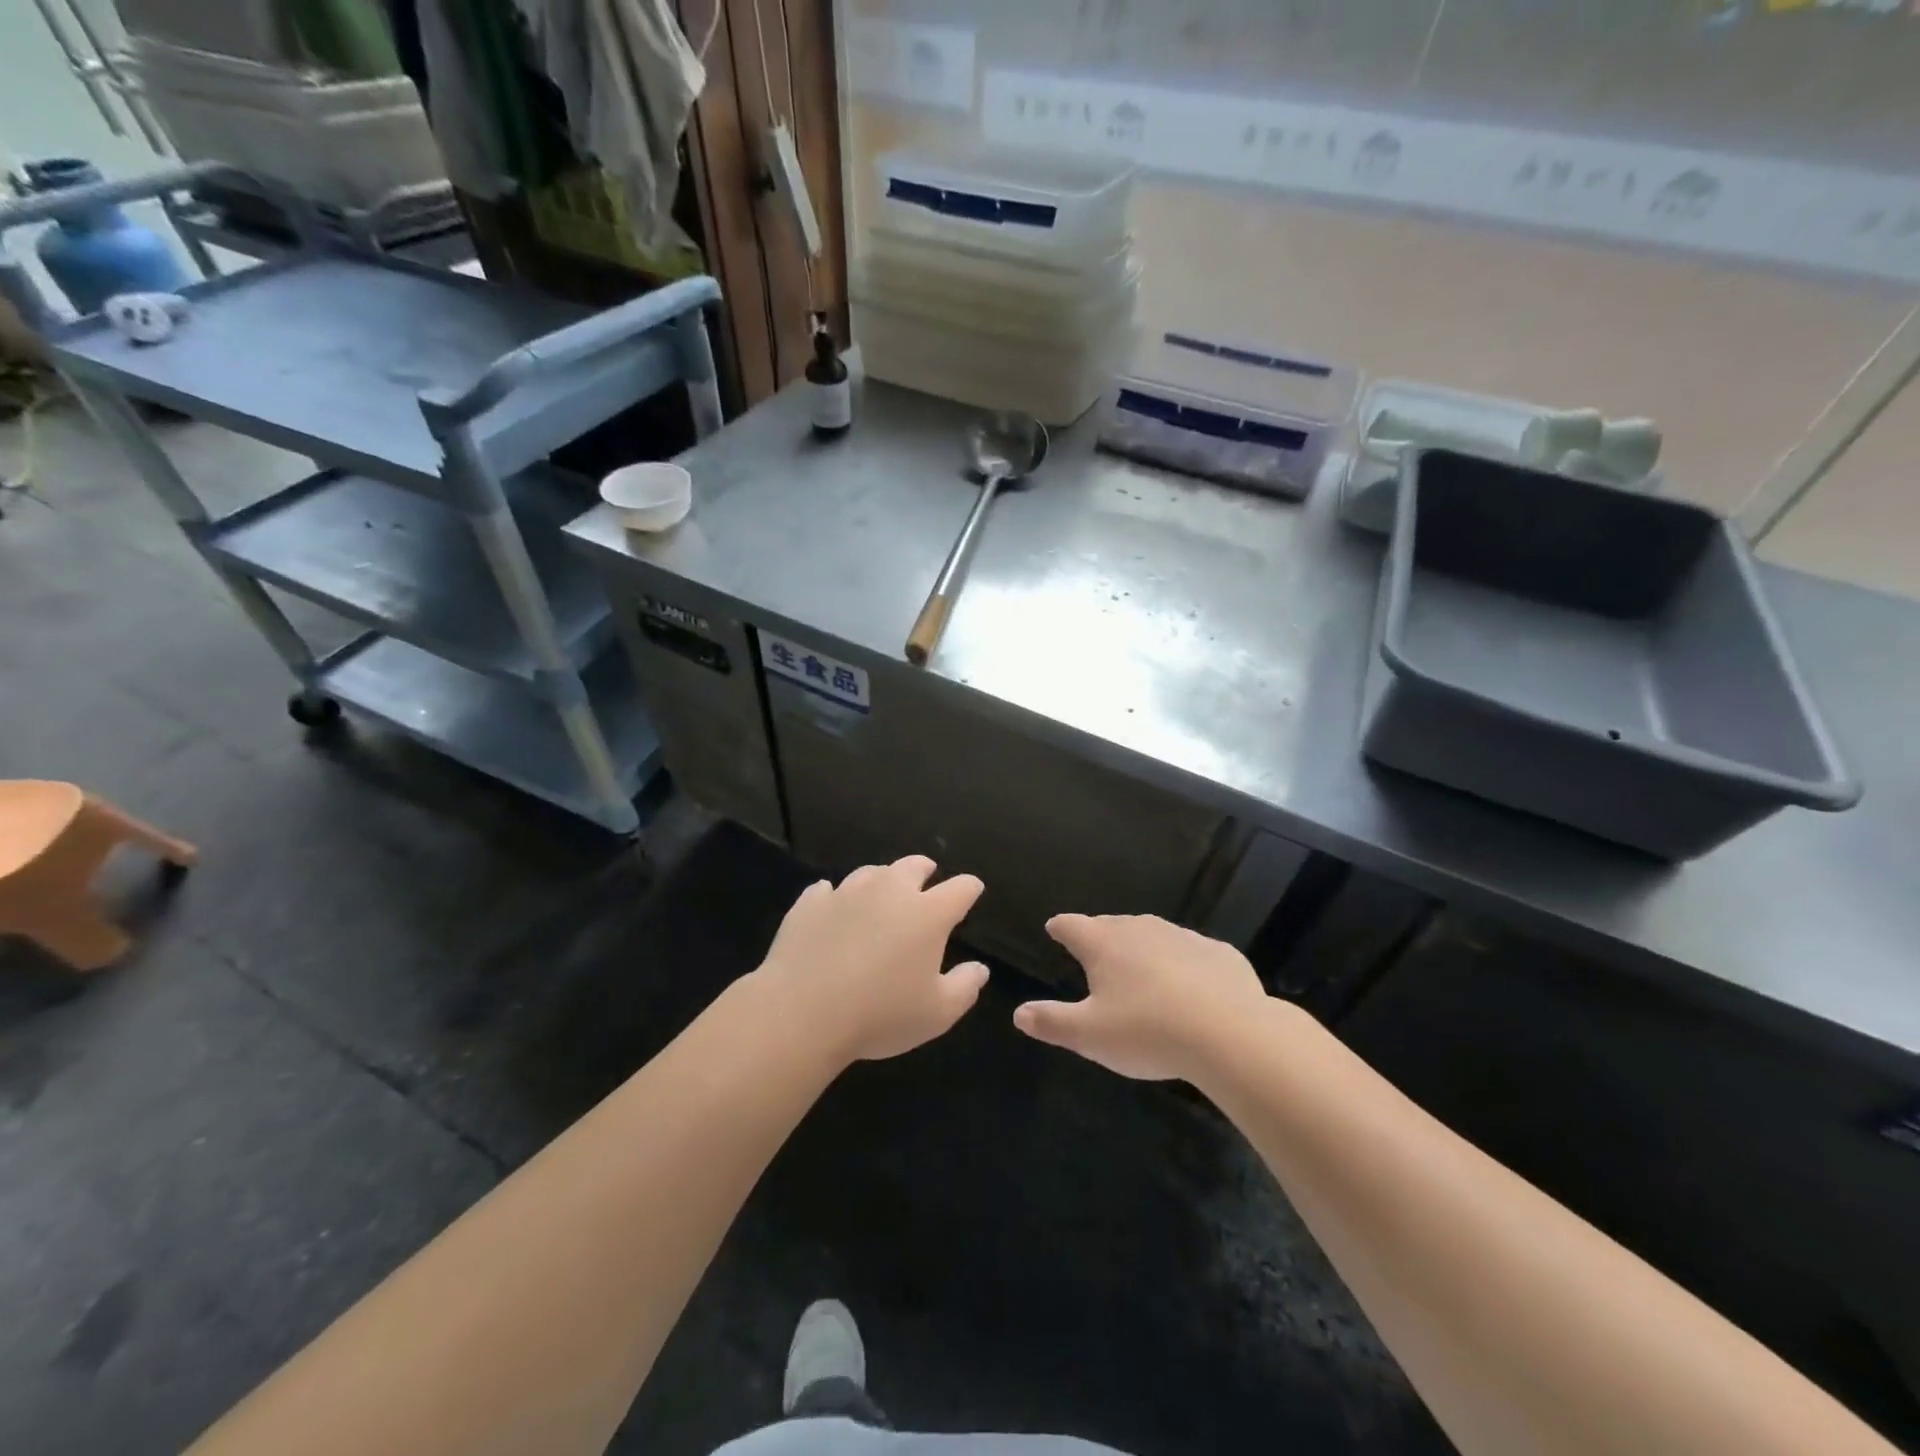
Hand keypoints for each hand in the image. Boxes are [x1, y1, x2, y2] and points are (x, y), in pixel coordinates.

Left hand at [754, 856, 988, 1064]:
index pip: (960, 889)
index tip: (972, 891)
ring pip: (871, 873)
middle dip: (925, 870)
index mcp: (928, 913)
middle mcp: (890, 891)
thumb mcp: (937, 1014)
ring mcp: (846, 893)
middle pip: (913, 866)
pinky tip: (832, 908)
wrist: (802, 1012)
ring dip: (881, 881)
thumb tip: (979, 969)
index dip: (969, 889)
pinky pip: (826, 891)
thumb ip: (964, 987)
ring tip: (880, 895)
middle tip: (927, 878)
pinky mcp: (810, 903)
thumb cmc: (880, 1015)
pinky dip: (835, 897)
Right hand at [1014, 914, 1267, 1080]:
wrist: (1230, 1034)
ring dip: (1142, 948)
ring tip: (1140, 969)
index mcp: (1103, 944)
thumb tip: (1019, 1013)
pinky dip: (1183, 964)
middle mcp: (1140, 929)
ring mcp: (1182, 937)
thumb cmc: (1147, 1032)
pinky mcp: (1219, 953)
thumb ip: (1051, 1022)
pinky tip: (1191, 987)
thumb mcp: (1089, 1036)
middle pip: (1111, 925)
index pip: (1071, 926)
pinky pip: (1192, 953)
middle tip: (1095, 953)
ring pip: (1153, 935)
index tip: (1054, 928)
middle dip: (1100, 936)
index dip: (1060, 928)